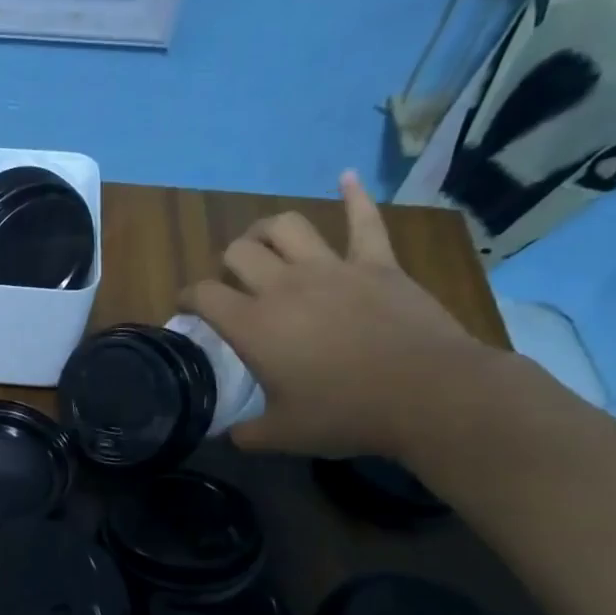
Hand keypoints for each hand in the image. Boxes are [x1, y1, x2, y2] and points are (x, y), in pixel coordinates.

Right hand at [186, 171, 499, 459]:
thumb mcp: (282, 436)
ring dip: (268, 229)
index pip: (204, 295)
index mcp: (253, 325)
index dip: (188, 298)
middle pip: (238, 252)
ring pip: (287, 226)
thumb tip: (224, 436)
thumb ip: (244, 434)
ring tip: (266, 242)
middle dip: (227, 263)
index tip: (187, 307)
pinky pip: (364, 220)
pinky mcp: (378, 263)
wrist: (428, 394)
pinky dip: (354, 196)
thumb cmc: (346, 414)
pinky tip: (345, 178)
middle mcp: (284, 286)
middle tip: (232, 281)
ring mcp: (333, 268)